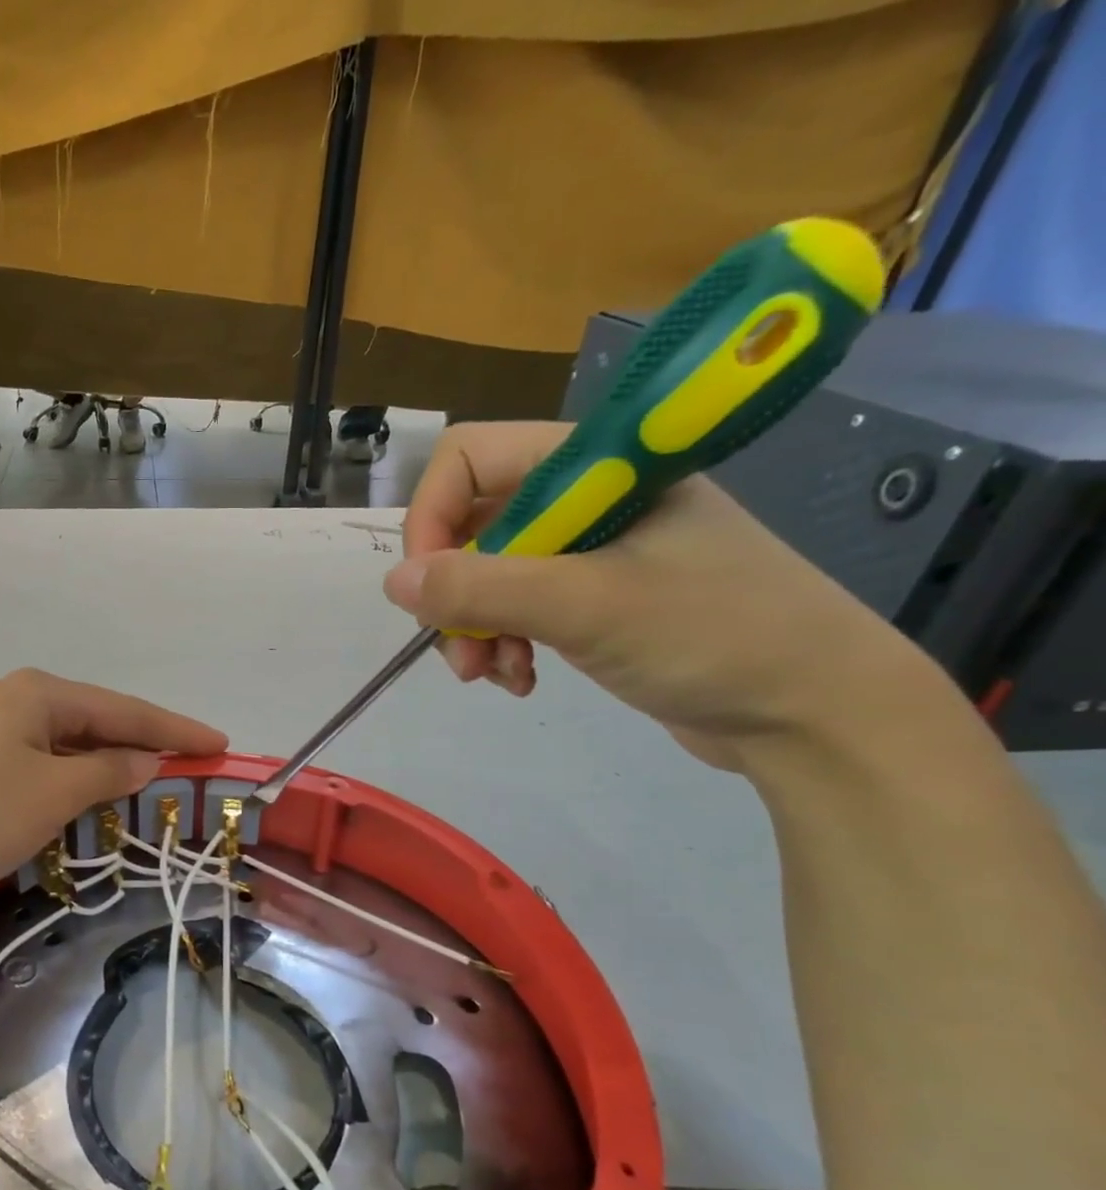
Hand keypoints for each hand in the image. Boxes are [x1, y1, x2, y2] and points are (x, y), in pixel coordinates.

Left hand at [0, 669, 226, 896]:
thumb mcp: (50, 794)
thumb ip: (105, 773)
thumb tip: (143, 759)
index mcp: (40, 694)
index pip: (125, 710)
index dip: (176, 729)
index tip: (220, 743)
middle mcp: (13, 700)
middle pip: (94, 721)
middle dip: (140, 745)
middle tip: (186, 766)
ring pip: (62, 745)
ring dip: (101, 766)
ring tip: (141, 784)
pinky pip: (34, 763)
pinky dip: (65, 780)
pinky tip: (76, 796)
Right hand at [384, 421, 938, 767]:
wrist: (815, 711)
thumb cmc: (713, 635)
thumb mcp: (585, 607)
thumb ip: (481, 588)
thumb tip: (394, 583)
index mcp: (596, 465)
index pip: (469, 459)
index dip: (432, 519)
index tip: (430, 589)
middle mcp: (589, 496)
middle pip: (472, 522)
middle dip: (455, 592)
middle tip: (461, 652)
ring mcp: (593, 548)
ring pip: (489, 572)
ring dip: (475, 627)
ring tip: (495, 675)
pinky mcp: (597, 596)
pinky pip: (519, 606)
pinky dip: (505, 643)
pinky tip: (523, 679)